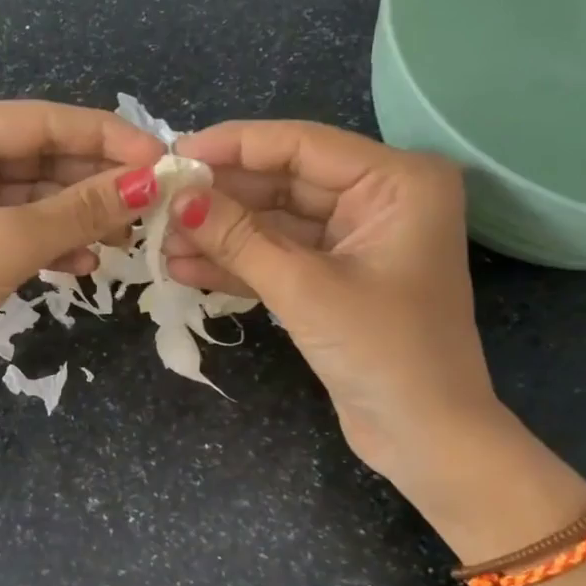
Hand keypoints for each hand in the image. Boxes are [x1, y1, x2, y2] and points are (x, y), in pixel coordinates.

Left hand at [0, 101, 164, 414]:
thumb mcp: (6, 244)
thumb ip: (80, 210)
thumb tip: (153, 182)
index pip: (39, 121)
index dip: (105, 137)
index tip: (162, 156)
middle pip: (41, 155)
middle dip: (97, 181)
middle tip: (157, 201)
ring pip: (38, 194)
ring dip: (82, 215)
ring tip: (130, 235)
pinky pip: (24, 225)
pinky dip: (56, 241)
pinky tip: (87, 261)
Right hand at [165, 120, 499, 490]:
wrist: (425, 439)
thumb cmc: (383, 352)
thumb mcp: (304, 288)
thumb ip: (238, 238)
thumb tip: (178, 198)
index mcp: (397, 182)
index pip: (301, 145)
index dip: (234, 146)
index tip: (174, 154)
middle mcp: (380, 200)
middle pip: (285, 182)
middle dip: (221, 197)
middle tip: (160, 202)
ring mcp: (357, 240)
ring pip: (276, 222)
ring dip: (221, 233)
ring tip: (161, 239)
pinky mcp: (336, 277)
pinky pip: (281, 256)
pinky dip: (238, 263)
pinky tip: (185, 267)